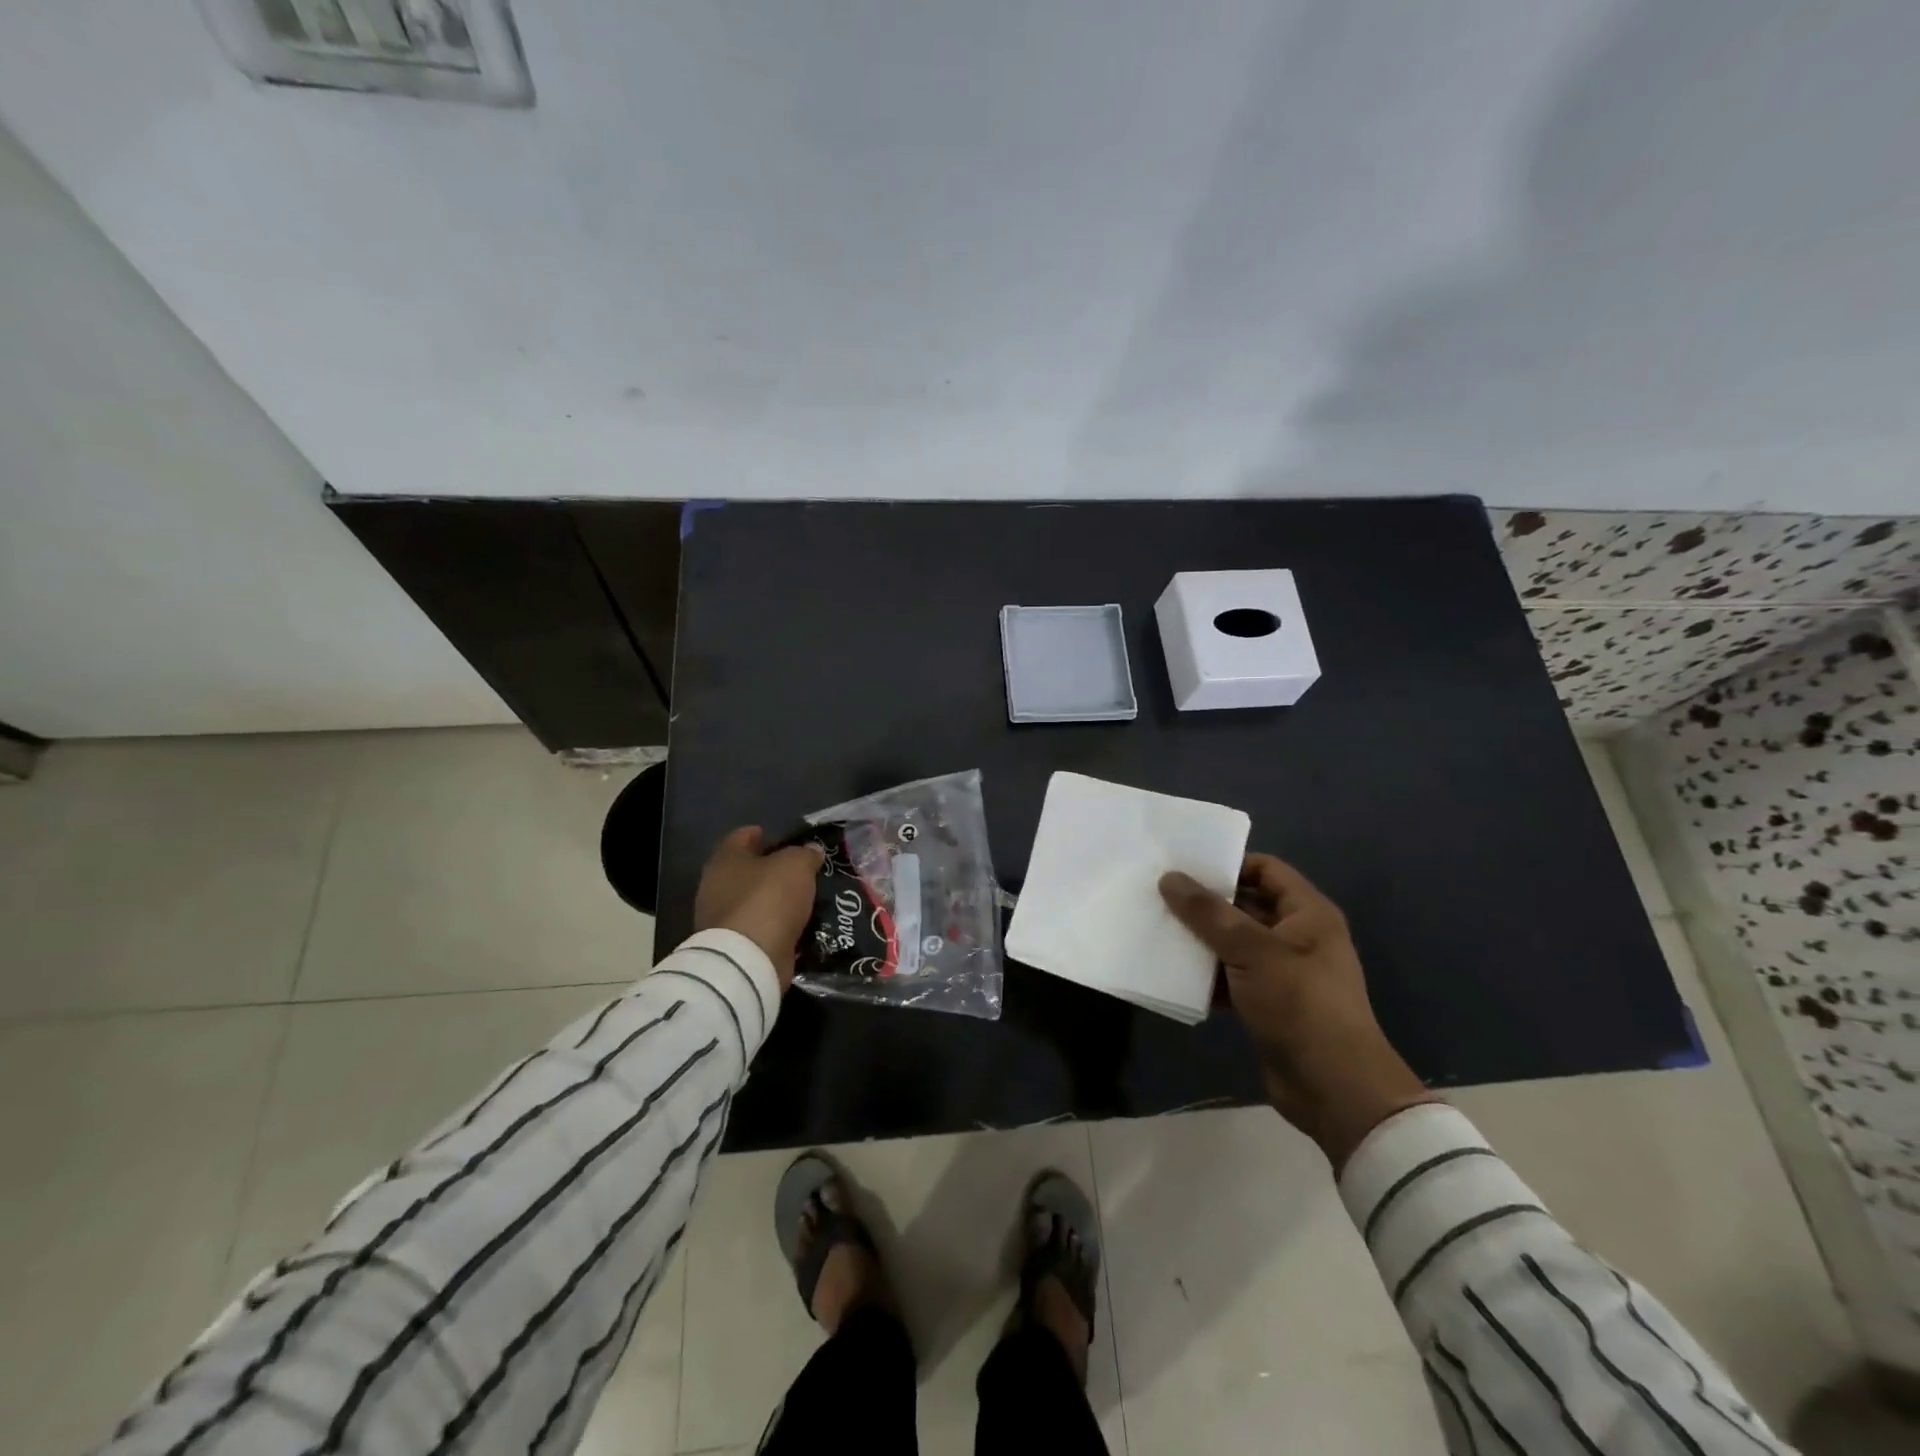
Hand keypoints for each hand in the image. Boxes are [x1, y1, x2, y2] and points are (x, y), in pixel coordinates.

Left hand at [693, 827, 823, 991]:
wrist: (748, 959)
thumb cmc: (768, 899)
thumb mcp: (796, 866)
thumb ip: (805, 854)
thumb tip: (811, 851)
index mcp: (726, 860)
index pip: (741, 837)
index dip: (758, 833)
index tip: (776, 835)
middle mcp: (716, 886)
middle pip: (745, 870)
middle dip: (768, 869)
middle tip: (796, 869)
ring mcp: (720, 919)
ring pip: (751, 900)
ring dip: (772, 899)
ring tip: (801, 897)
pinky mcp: (731, 946)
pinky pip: (757, 927)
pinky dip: (773, 924)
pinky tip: (794, 923)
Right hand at [1159, 855, 1435, 1168]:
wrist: (1334, 1088)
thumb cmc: (1300, 1004)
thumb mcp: (1252, 951)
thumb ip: (1209, 913)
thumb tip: (1170, 878)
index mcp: (1307, 913)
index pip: (1265, 869)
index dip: (1228, 864)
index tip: (1185, 868)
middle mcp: (1297, 935)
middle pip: (1245, 905)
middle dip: (1205, 903)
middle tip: (1159, 896)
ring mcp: (1282, 971)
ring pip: (1234, 942)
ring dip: (1201, 940)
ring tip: (1158, 929)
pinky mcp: (1267, 1002)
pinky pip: (1231, 976)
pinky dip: (1207, 975)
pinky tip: (1173, 973)